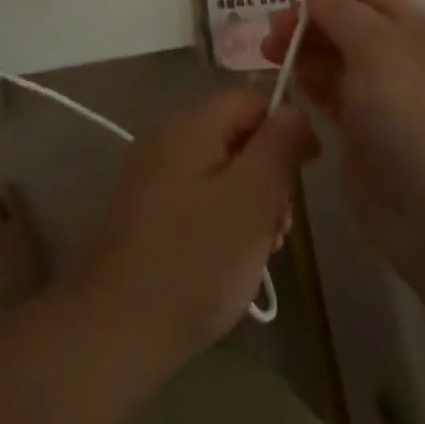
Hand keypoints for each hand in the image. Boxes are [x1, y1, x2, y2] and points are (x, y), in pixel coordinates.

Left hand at [74, 88, 317, 362]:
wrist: (116, 325)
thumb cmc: (196, 259)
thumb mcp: (253, 198)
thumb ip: (278, 146)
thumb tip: (293, 110)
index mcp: (190, 122)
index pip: (251, 98)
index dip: (287, 127)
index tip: (308, 173)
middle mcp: (166, 134)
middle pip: (235, 132)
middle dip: (268, 172)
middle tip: (279, 227)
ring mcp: (151, 171)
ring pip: (219, 167)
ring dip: (249, 200)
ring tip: (259, 249)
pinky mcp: (145, 206)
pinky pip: (197, 192)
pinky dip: (222, 215)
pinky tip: (229, 257)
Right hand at [260, 0, 424, 275]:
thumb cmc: (414, 116)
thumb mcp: (377, 49)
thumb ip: (340, 8)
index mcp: (417, 31)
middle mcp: (402, 60)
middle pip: (346, 25)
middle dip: (308, 19)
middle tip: (271, 29)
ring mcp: (384, 101)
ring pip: (335, 61)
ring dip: (303, 51)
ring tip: (269, 53)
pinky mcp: (365, 136)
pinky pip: (331, 96)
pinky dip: (309, 84)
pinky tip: (288, 83)